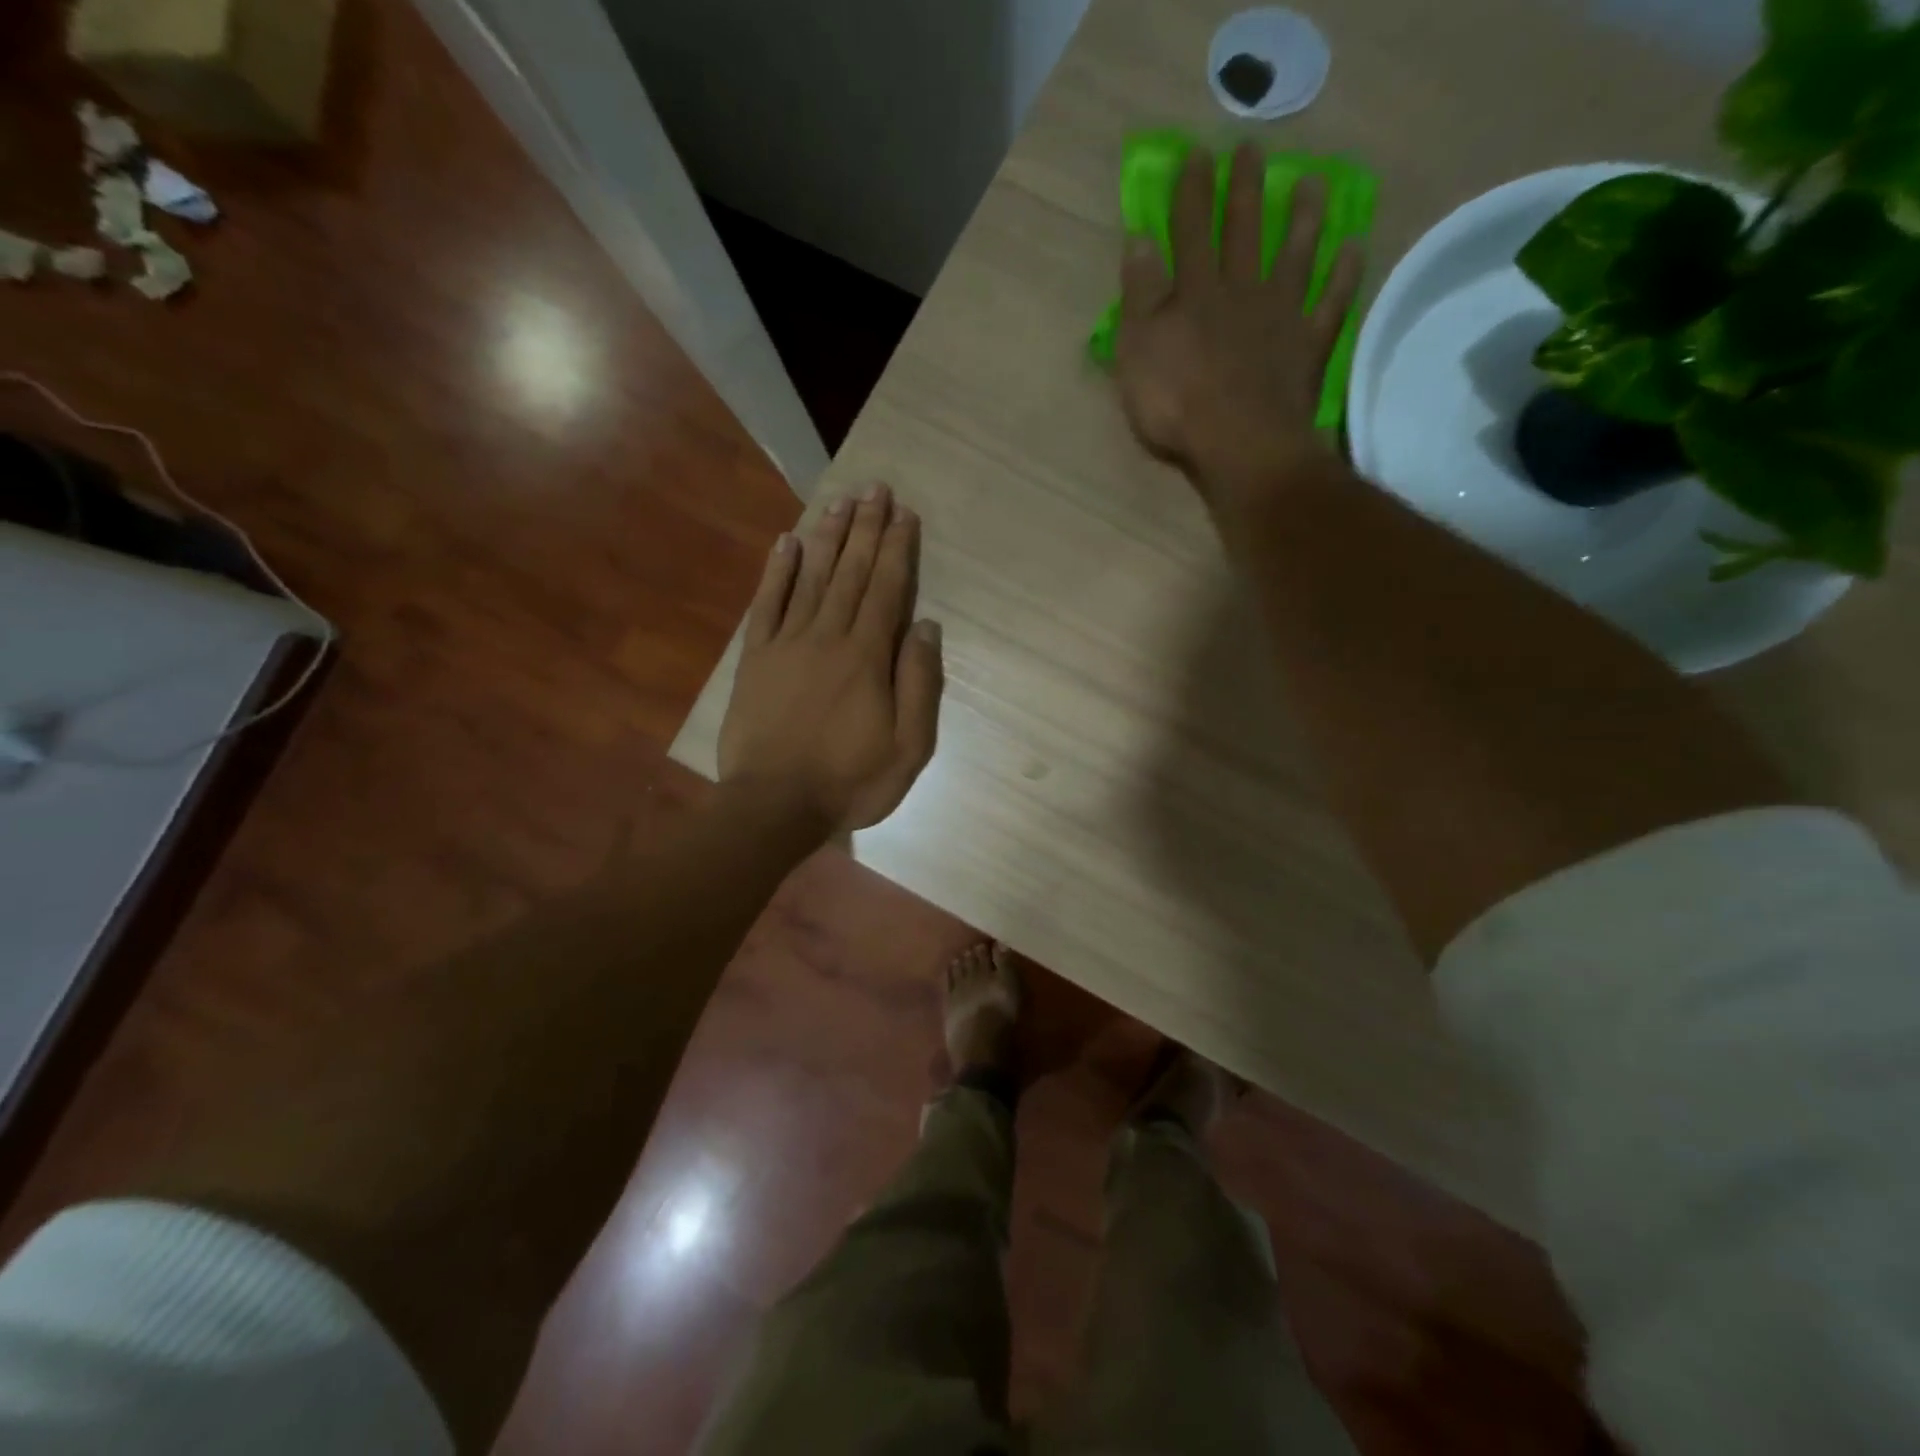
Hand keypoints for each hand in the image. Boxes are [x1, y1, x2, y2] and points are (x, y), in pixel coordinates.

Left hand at [718, 484, 944, 835]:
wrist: (773, 806)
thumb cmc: (849, 781)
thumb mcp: (908, 747)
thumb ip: (919, 684)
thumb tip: (926, 626)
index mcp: (867, 657)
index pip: (887, 590)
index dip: (898, 549)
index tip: (905, 514)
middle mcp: (828, 636)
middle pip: (851, 573)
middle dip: (866, 528)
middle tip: (875, 488)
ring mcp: (787, 644)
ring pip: (812, 578)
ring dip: (828, 537)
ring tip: (840, 500)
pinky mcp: (756, 658)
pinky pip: (767, 604)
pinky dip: (777, 571)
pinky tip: (786, 542)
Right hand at [1115, 142, 1363, 513]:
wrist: (1239, 444)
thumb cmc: (1176, 405)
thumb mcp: (1137, 352)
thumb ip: (1138, 297)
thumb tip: (1138, 240)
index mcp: (1194, 294)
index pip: (1190, 232)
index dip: (1191, 193)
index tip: (1196, 155)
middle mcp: (1241, 292)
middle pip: (1243, 232)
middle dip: (1244, 190)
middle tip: (1251, 150)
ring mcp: (1281, 316)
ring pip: (1294, 255)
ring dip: (1302, 218)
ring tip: (1311, 183)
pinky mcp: (1309, 346)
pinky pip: (1331, 303)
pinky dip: (1343, 275)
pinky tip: (1352, 249)